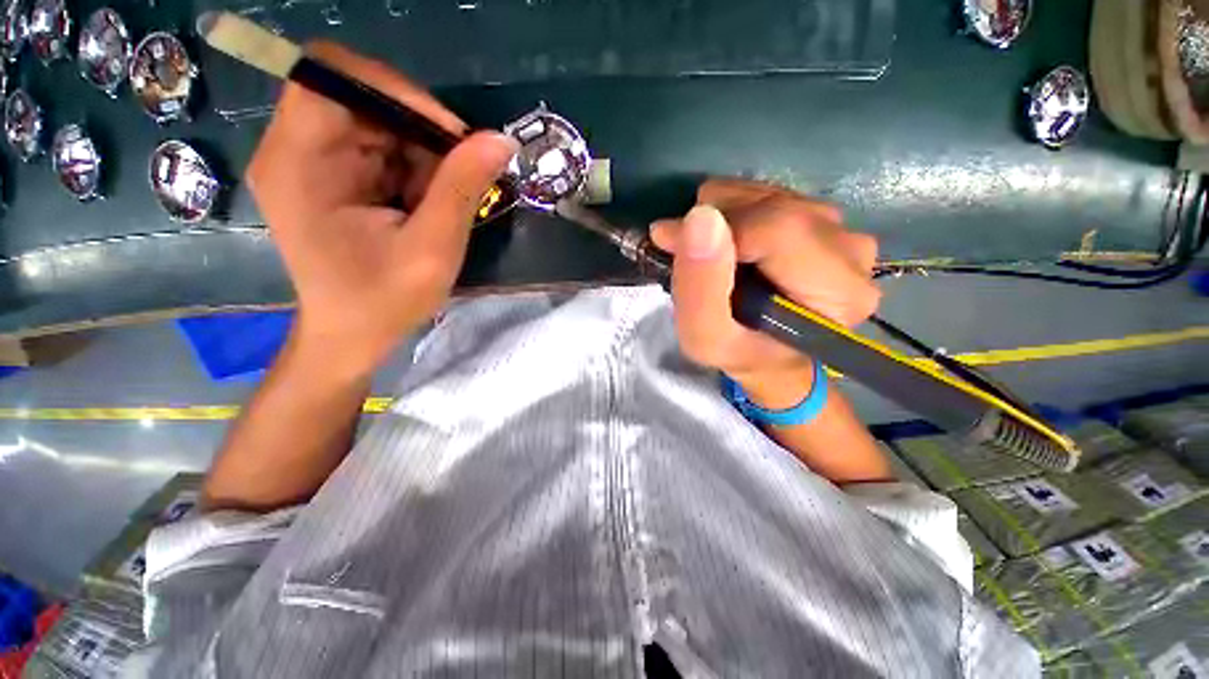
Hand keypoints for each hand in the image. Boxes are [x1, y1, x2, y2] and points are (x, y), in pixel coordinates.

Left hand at [248, 42, 517, 377]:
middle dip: (418, 131)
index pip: (333, 76)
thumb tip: (501, 139)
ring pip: (375, 122)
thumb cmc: (385, 300)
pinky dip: (412, 168)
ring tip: (439, 201)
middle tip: (459, 174)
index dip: (396, 90)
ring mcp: (308, 161)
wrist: (352, 336)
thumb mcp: (433, 247)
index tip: (449, 136)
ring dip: (420, 154)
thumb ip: (464, 188)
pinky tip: (424, 204)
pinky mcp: (328, 176)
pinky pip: (377, 146)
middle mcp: (292, 150)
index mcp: (298, 163)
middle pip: (359, 98)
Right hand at [651, 179, 880, 406]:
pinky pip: (770, 193)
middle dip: (715, 221)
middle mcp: (852, 251)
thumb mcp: (705, 338)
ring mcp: (842, 230)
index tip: (670, 241)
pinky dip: (734, 211)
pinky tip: (727, 243)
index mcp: (838, 290)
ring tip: (708, 254)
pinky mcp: (823, 220)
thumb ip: (699, 287)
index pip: (777, 229)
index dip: (717, 229)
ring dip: (722, 216)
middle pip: (775, 206)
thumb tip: (700, 217)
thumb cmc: (738, 353)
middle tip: (684, 250)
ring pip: (769, 193)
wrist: (766, 355)